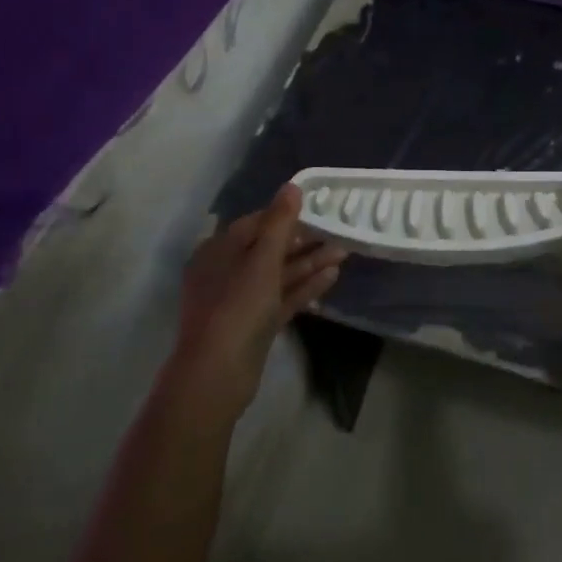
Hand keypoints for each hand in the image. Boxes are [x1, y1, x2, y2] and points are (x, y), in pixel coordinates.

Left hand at [167, 185, 344, 422]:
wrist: (217, 375)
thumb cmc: (237, 306)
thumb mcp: (262, 259)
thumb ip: (280, 222)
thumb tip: (292, 186)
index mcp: (218, 250)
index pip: (255, 222)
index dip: (285, 215)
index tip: (316, 209)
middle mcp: (226, 272)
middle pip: (269, 249)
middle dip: (304, 241)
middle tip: (337, 231)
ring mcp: (240, 301)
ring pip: (279, 274)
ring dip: (309, 263)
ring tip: (344, 252)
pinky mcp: (255, 325)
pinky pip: (282, 298)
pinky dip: (304, 288)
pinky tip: (332, 277)